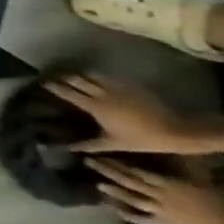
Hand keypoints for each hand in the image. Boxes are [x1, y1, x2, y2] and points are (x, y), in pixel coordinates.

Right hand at [43, 72, 202, 153]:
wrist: (182, 131)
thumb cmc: (146, 140)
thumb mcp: (115, 144)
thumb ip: (89, 145)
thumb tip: (67, 149)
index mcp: (95, 106)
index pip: (67, 92)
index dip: (52, 86)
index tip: (41, 83)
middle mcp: (102, 93)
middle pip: (75, 79)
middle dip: (63, 77)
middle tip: (54, 77)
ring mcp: (118, 87)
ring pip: (90, 74)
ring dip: (79, 74)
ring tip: (73, 76)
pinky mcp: (131, 85)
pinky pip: (107, 77)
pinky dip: (97, 76)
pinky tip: (97, 80)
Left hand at [86, 158, 223, 223]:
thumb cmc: (219, 200)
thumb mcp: (200, 180)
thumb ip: (183, 168)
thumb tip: (171, 152)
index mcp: (169, 184)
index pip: (138, 172)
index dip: (117, 163)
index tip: (99, 154)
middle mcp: (160, 196)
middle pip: (130, 183)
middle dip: (108, 172)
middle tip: (88, 162)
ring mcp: (160, 211)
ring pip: (132, 200)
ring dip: (114, 192)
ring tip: (97, 184)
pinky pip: (140, 219)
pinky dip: (125, 214)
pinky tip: (110, 208)